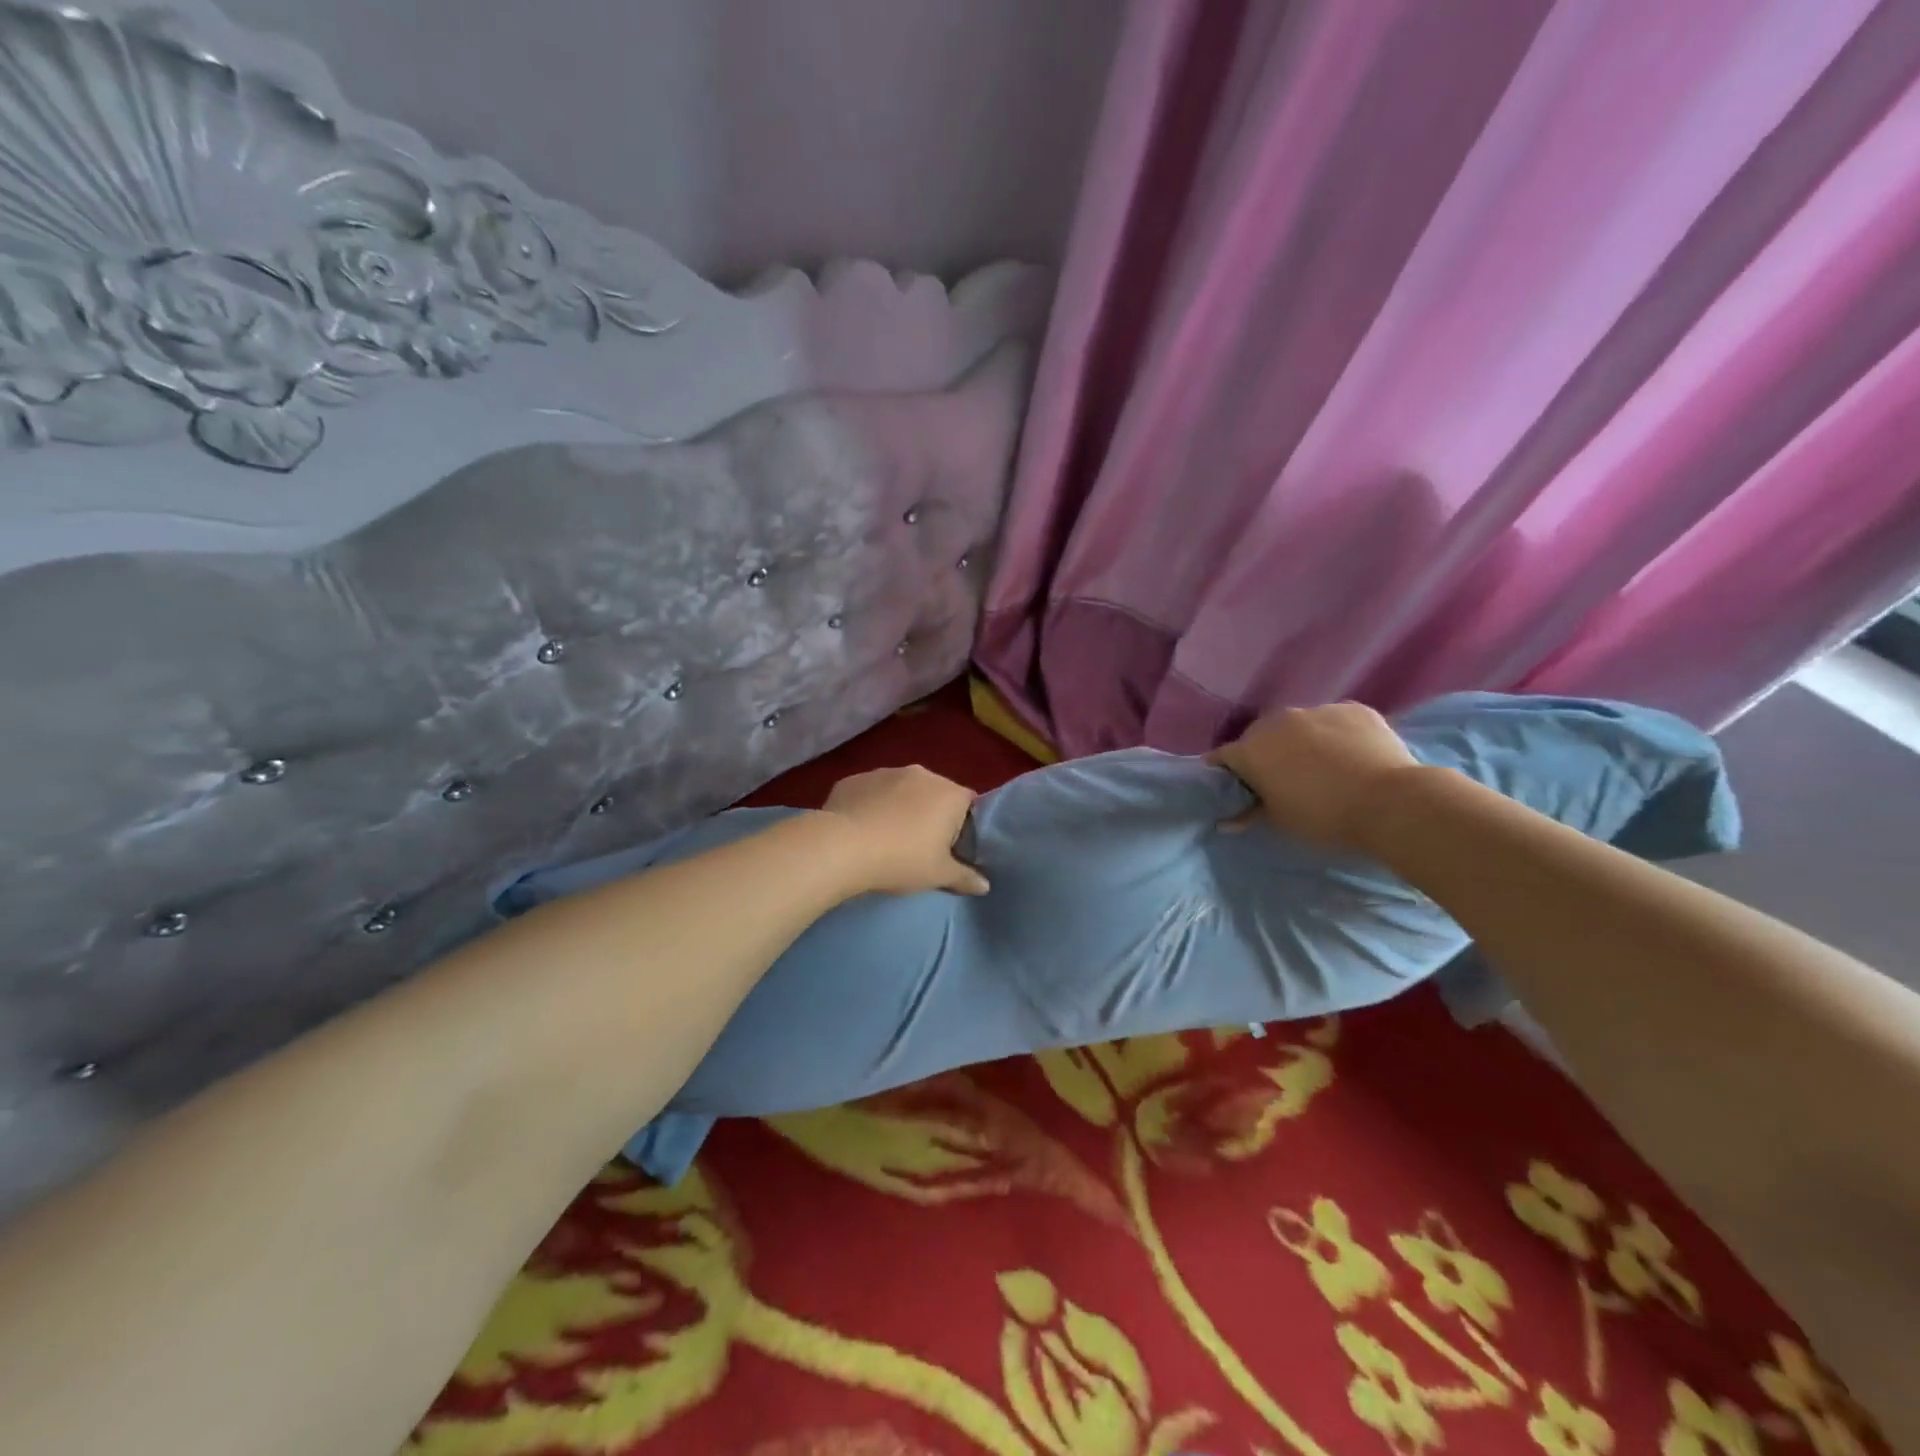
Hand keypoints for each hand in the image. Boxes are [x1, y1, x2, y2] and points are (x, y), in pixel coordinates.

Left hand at [819, 765, 989, 896]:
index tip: (950, 847)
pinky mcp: (855, 778)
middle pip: (935, 793)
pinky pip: (871, 791)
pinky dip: (871, 805)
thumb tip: (985, 885)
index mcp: (950, 793)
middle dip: (930, 814)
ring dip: (899, 807)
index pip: (968, 804)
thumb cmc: (901, 859)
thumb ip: (965, 877)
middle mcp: (921, 774)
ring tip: (886, 837)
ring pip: (901, 790)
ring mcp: (885, 772)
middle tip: (919, 846)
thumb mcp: (938, 875)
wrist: (841, 847)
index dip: (962, 825)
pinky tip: (861, 829)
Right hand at [1207, 702, 1420, 851]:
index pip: (1222, 757)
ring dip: (1302, 741)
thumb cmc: (1323, 816)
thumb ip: (1250, 813)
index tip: (1235, 787)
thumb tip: (1226, 822)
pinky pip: (1335, 720)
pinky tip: (1353, 756)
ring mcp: (1317, 710)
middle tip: (1281, 778)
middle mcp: (1277, 722)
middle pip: (1260, 736)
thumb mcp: (1280, 821)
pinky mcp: (1353, 708)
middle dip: (1264, 753)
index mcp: (1251, 750)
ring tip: (1323, 766)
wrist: (1390, 802)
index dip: (1226, 772)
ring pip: (1299, 725)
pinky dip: (1337, 735)